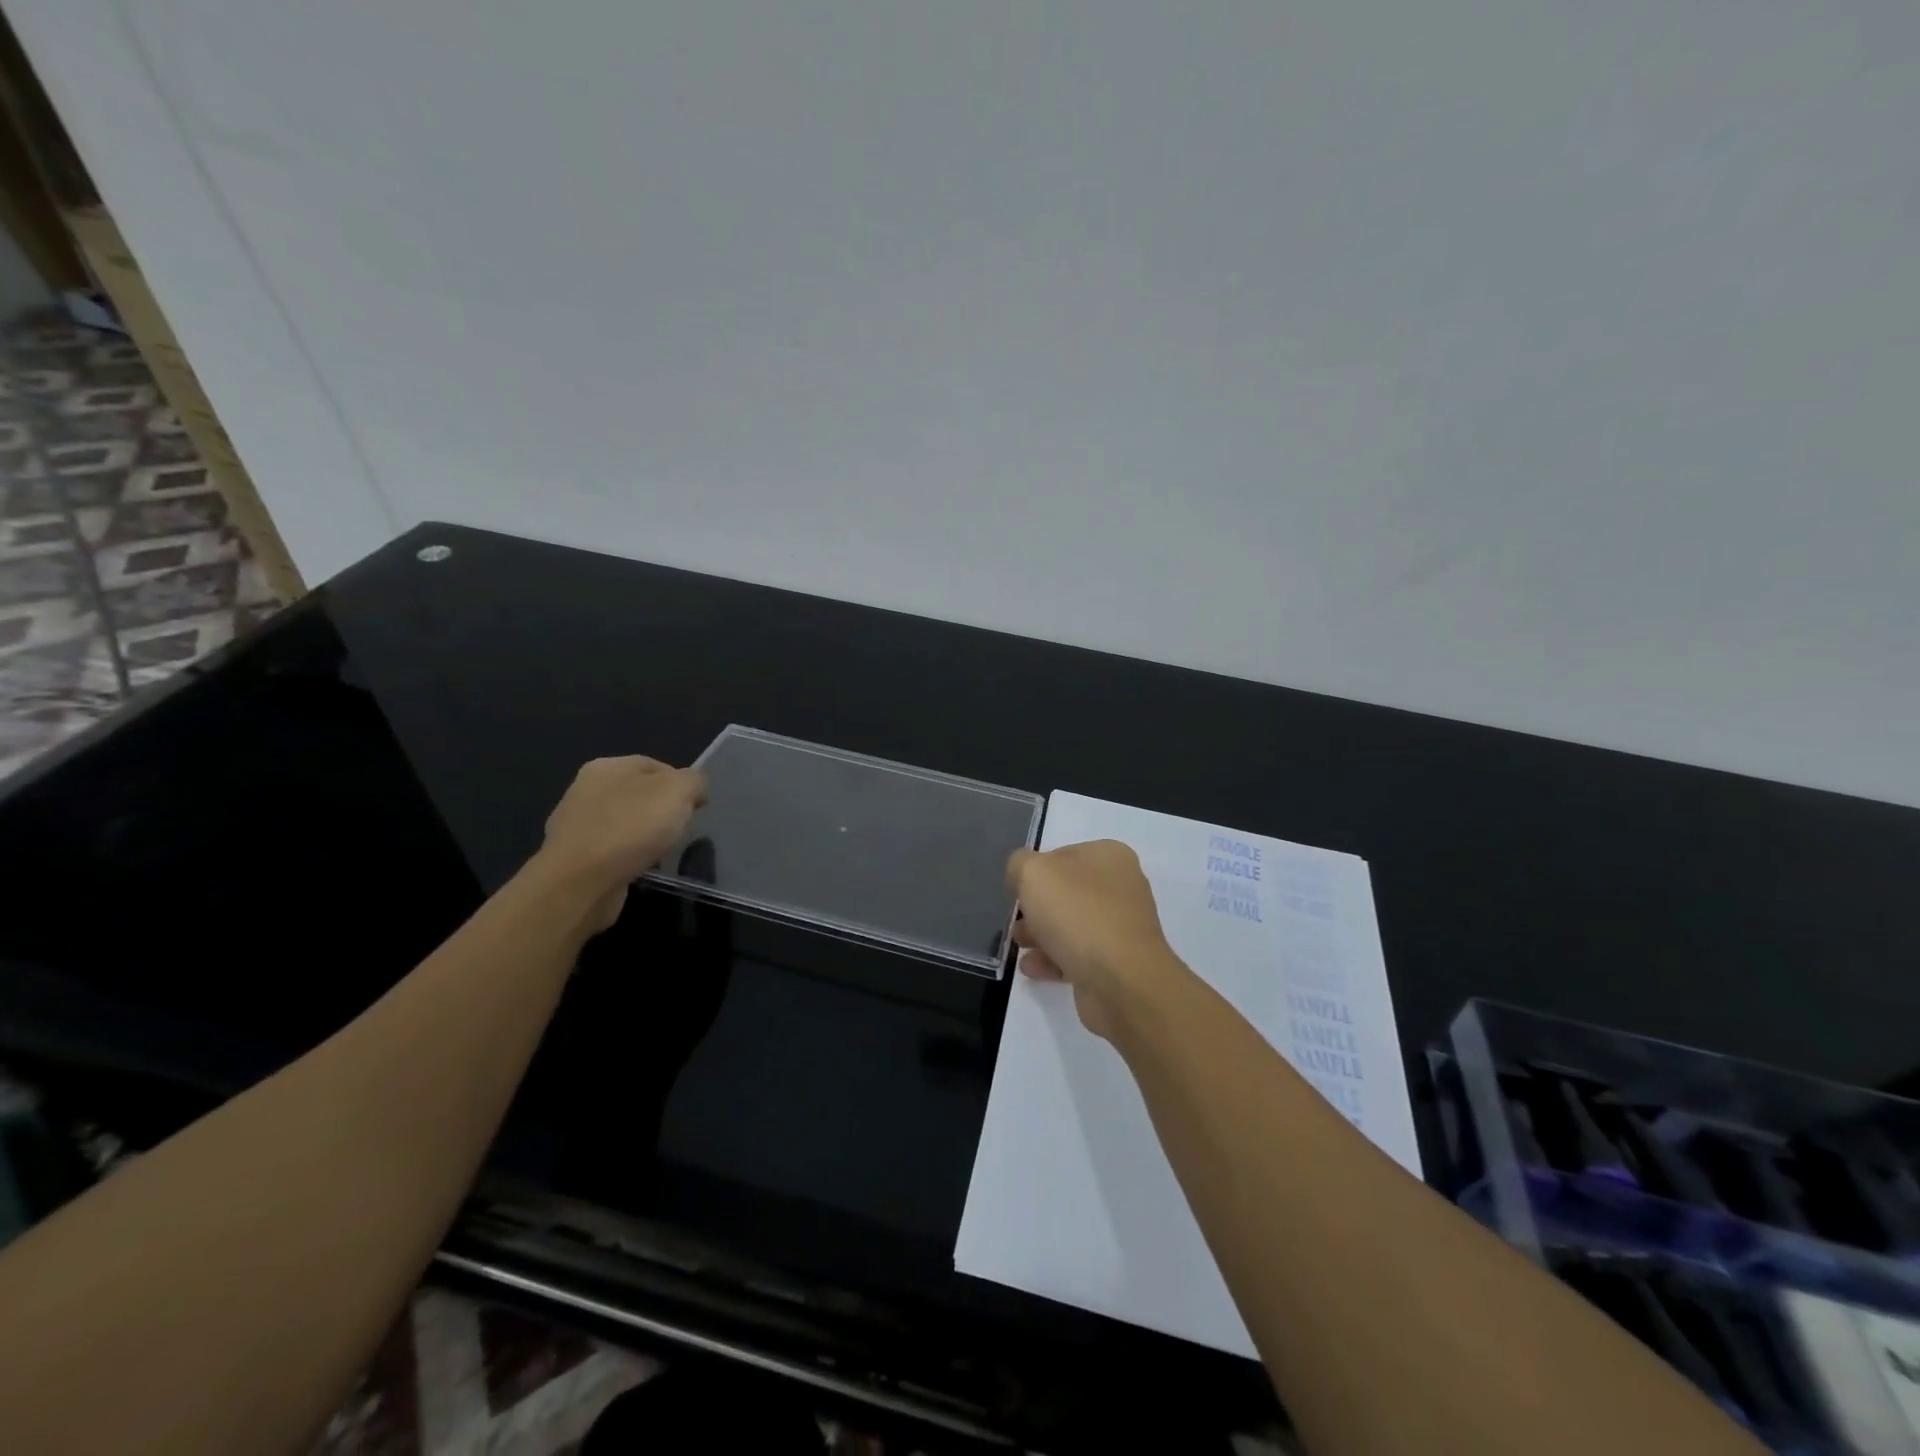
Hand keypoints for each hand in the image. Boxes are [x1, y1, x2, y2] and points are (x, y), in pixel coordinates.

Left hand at [537, 756, 707, 930]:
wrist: (581, 883)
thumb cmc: (632, 827)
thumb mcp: (679, 791)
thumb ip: (694, 781)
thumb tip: (694, 789)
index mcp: (607, 766)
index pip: (656, 765)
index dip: (681, 784)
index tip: (697, 807)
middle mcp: (585, 790)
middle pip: (639, 794)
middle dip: (662, 810)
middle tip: (681, 829)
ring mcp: (575, 825)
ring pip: (624, 823)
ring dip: (643, 835)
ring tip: (662, 851)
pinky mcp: (573, 858)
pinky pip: (611, 850)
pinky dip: (627, 857)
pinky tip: (639, 867)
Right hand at [1006, 840, 1186, 1039]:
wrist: (1122, 981)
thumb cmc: (1078, 915)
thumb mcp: (1034, 873)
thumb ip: (1019, 865)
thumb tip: (1021, 875)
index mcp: (1110, 856)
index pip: (1061, 855)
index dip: (1034, 871)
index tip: (1016, 891)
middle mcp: (1121, 887)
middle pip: (1066, 893)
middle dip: (1035, 908)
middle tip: (1015, 922)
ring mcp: (1122, 927)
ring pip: (1071, 925)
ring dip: (1040, 935)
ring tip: (1019, 946)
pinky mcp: (1117, 963)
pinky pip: (1078, 955)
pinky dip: (1053, 960)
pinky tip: (1033, 968)